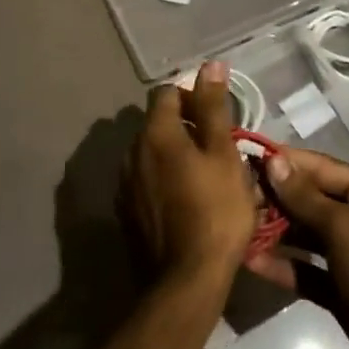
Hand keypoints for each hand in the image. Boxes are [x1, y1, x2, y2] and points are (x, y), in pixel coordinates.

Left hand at [124, 61, 259, 285]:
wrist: (185, 283)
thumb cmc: (214, 212)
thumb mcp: (223, 155)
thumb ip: (213, 108)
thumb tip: (210, 65)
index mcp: (156, 133)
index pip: (167, 93)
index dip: (192, 97)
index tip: (216, 119)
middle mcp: (132, 152)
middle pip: (157, 123)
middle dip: (184, 127)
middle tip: (216, 149)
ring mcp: (124, 185)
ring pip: (151, 154)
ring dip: (172, 155)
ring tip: (203, 177)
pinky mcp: (125, 214)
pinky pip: (145, 182)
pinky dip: (162, 181)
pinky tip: (185, 202)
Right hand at [250, 148, 348, 348]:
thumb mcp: (344, 227)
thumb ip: (305, 197)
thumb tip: (274, 162)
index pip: (318, 167)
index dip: (284, 163)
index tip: (246, 159)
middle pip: (307, 200)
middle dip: (274, 199)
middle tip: (234, 198)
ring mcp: (346, 254)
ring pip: (303, 235)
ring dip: (273, 232)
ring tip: (236, 228)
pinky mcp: (337, 288)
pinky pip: (304, 270)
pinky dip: (282, 266)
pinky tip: (251, 262)